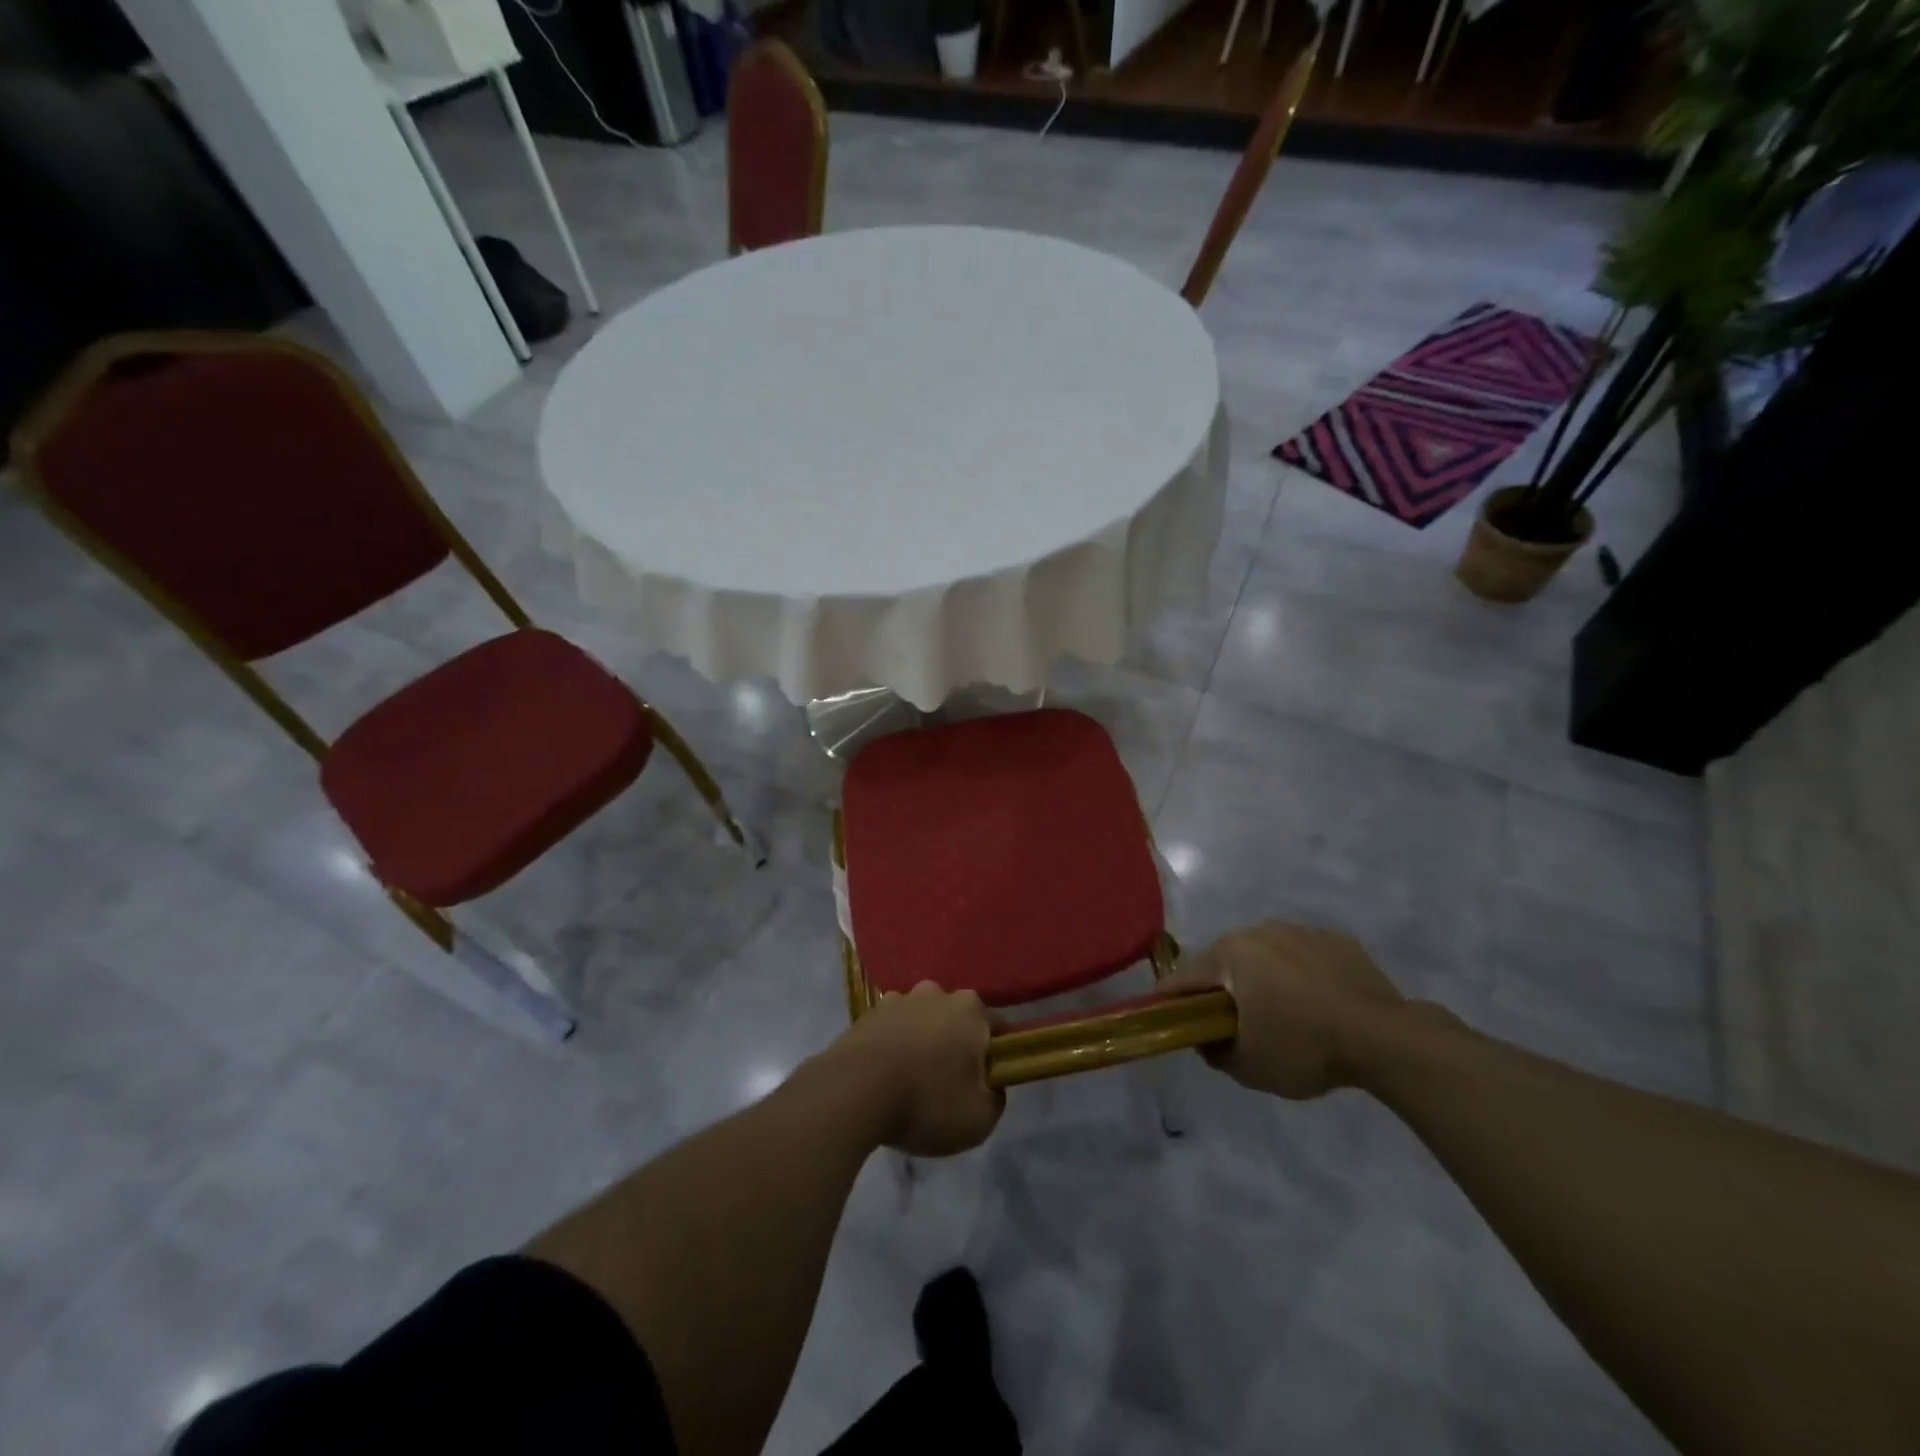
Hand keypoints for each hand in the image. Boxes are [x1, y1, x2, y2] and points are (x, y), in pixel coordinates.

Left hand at [829, 983, 1004, 1155]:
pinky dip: (893, 1048)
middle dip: (956, 1045)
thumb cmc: (927, 1101)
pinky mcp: (866, 1014)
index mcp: (970, 1009)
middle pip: (956, 1020)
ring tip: (913, 1082)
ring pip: (921, 1022)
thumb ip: (996, 1097)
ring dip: (922, 1043)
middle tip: (950, 1085)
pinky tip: (886, 1078)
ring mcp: (898, 1000)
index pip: (997, 1028)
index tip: (989, 1082)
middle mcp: (936, 993)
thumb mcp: (980, 1118)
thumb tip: (990, 1084)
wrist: (853, 1092)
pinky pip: (891, 1031)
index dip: (997, 1056)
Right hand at [1163, 922, 1405, 1098]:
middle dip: (1223, 990)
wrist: (1386, 1039)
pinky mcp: (1337, 939)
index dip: (1172, 1002)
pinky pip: (1303, 957)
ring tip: (1284, 1016)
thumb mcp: (1248, 1066)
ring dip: (1263, 980)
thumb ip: (1213, 1051)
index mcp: (1230, 953)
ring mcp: (1300, 930)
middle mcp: (1259, 930)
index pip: (1184, 978)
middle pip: (1225, 963)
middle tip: (1234, 1026)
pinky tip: (1318, 1005)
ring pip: (1265, 956)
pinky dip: (1301, 976)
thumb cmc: (1304, 1048)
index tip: (1171, 1022)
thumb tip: (1205, 1039)